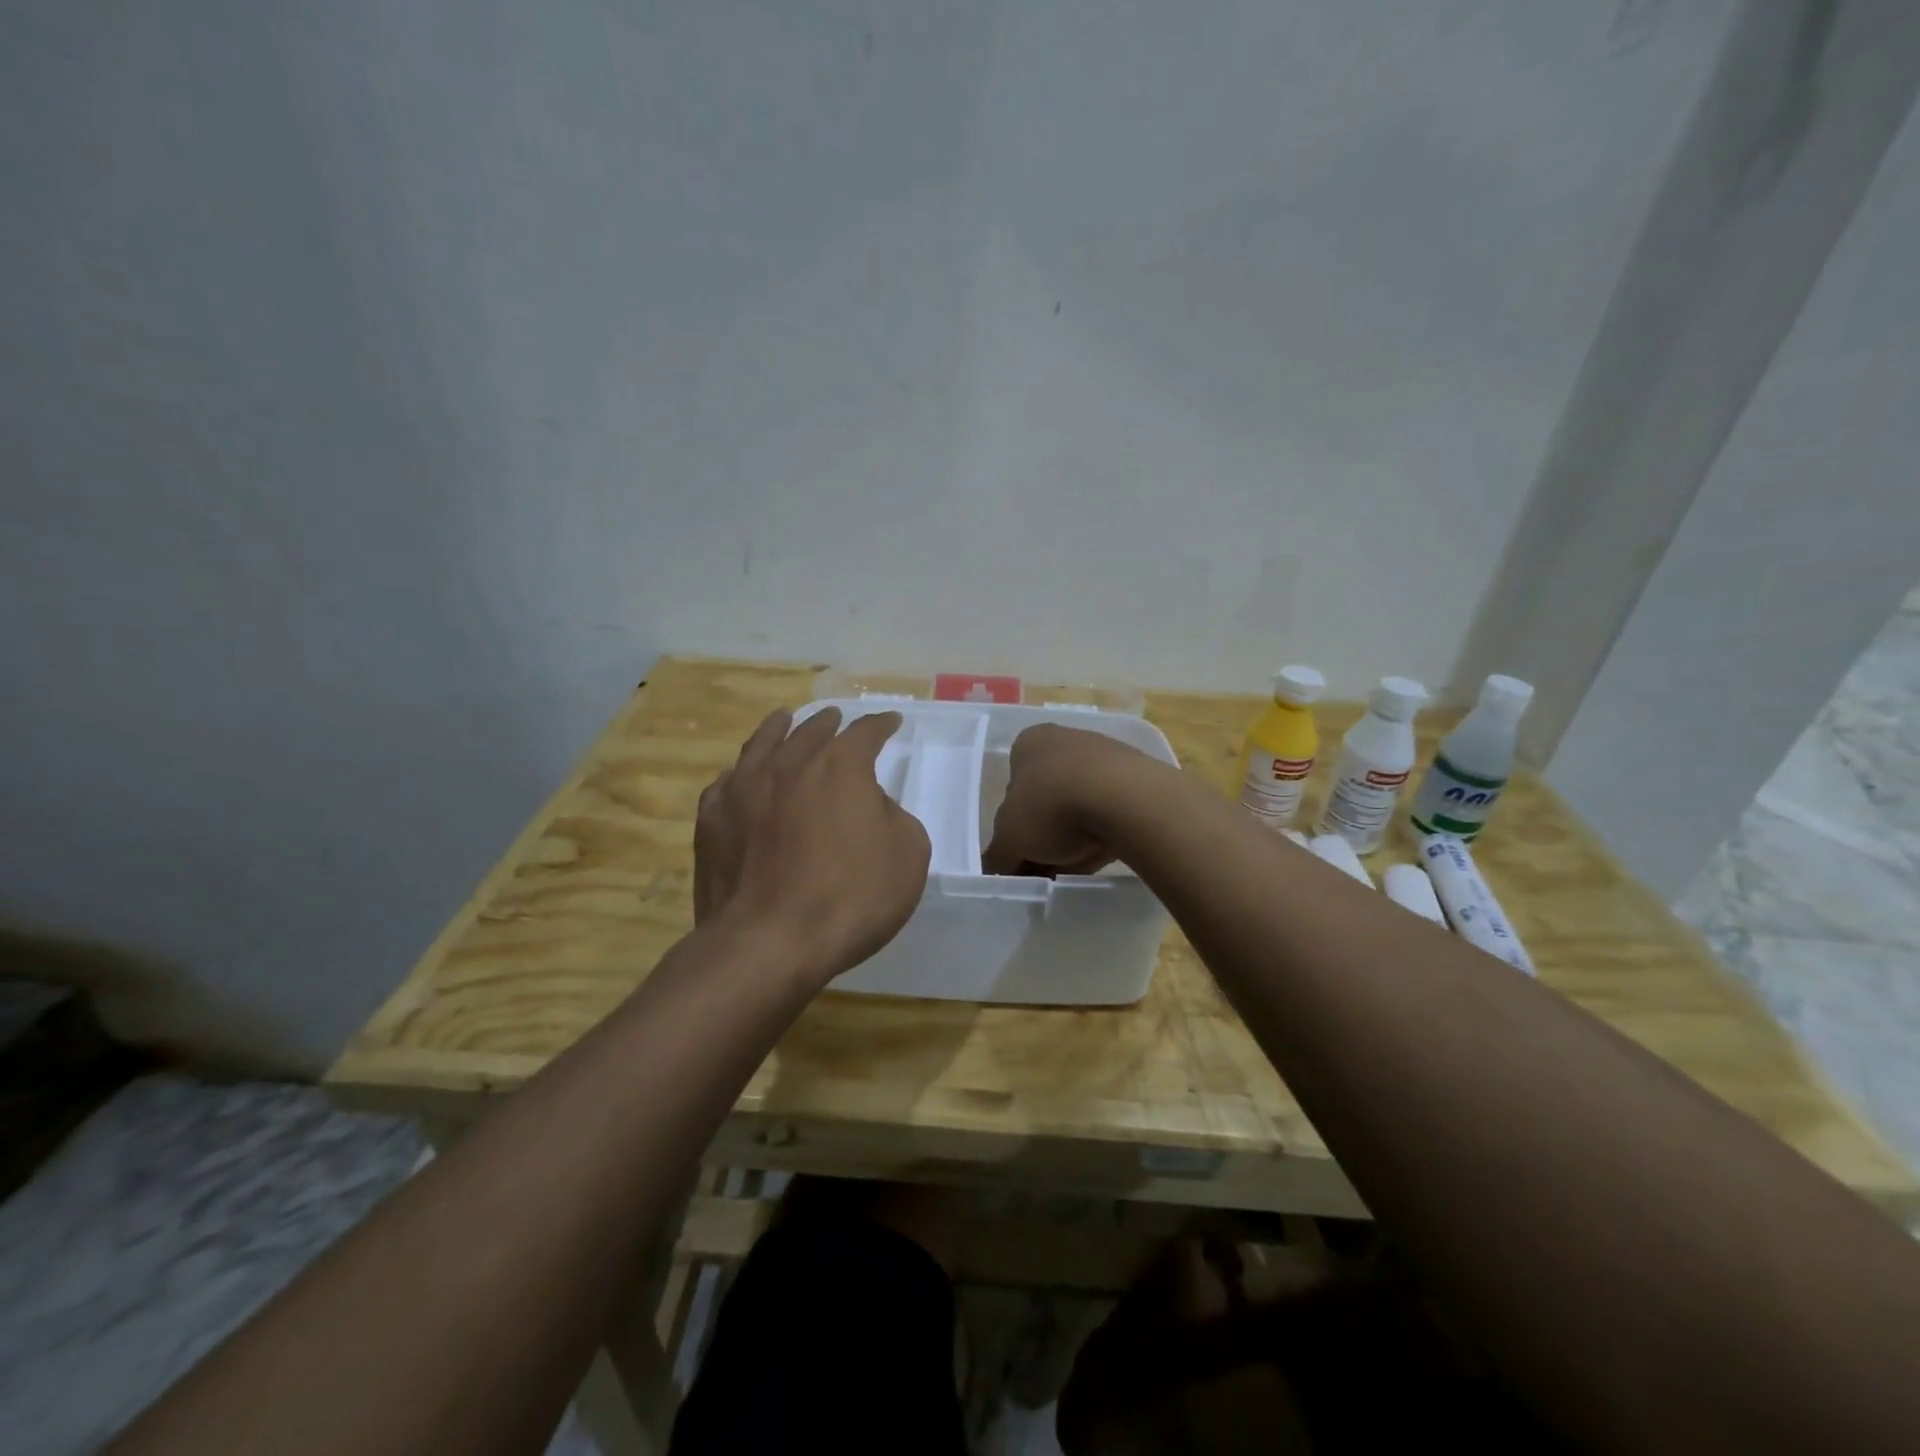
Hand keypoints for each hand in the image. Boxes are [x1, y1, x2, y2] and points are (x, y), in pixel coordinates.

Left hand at [695, 707, 929, 987]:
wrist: (769, 940)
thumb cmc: (850, 897)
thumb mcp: (908, 855)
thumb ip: (893, 817)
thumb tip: (870, 806)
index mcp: (840, 767)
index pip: (865, 733)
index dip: (881, 725)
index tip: (891, 721)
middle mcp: (789, 764)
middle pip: (810, 731)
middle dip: (828, 722)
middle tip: (835, 717)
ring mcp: (743, 789)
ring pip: (761, 744)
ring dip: (778, 729)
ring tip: (783, 719)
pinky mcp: (712, 821)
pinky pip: (726, 783)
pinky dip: (740, 773)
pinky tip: (739, 775)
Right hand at [982, 724, 1144, 876]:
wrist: (1126, 801)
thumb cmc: (1052, 807)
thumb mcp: (1009, 839)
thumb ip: (998, 856)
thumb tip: (995, 868)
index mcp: (1029, 742)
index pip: (1012, 786)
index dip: (1013, 827)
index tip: (1020, 856)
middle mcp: (1066, 739)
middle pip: (1046, 800)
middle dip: (1044, 837)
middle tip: (1045, 868)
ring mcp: (1105, 755)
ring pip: (1079, 807)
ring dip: (1074, 839)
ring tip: (1075, 868)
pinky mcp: (1137, 777)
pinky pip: (1110, 812)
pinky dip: (1103, 834)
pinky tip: (1102, 854)